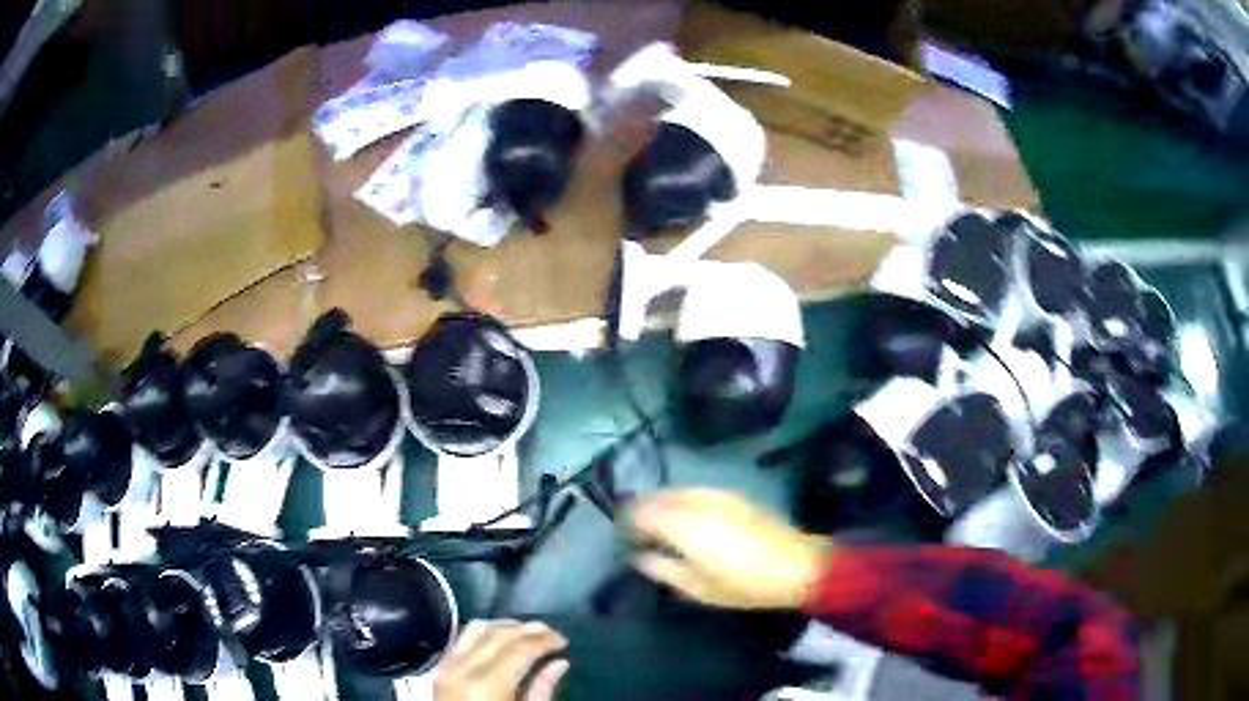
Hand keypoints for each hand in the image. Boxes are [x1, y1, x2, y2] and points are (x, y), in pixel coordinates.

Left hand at [433, 621, 568, 700]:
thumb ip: (541, 691)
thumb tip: (558, 664)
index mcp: (488, 685)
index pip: (521, 647)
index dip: (545, 639)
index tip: (563, 641)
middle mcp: (462, 669)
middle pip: (498, 634)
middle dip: (527, 629)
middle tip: (550, 633)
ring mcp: (443, 668)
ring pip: (474, 630)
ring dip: (503, 627)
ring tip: (525, 633)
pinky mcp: (435, 672)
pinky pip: (459, 641)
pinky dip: (481, 635)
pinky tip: (496, 641)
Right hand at [626, 488, 829, 609]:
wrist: (796, 565)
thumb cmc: (743, 584)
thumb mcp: (697, 588)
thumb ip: (661, 569)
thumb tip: (638, 556)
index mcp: (683, 525)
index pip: (641, 513)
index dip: (626, 522)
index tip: (619, 536)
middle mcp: (696, 502)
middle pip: (657, 497)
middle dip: (639, 509)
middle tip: (631, 528)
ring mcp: (716, 495)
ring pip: (675, 490)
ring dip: (659, 502)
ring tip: (653, 522)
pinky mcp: (733, 495)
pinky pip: (694, 491)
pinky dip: (679, 499)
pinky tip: (682, 515)